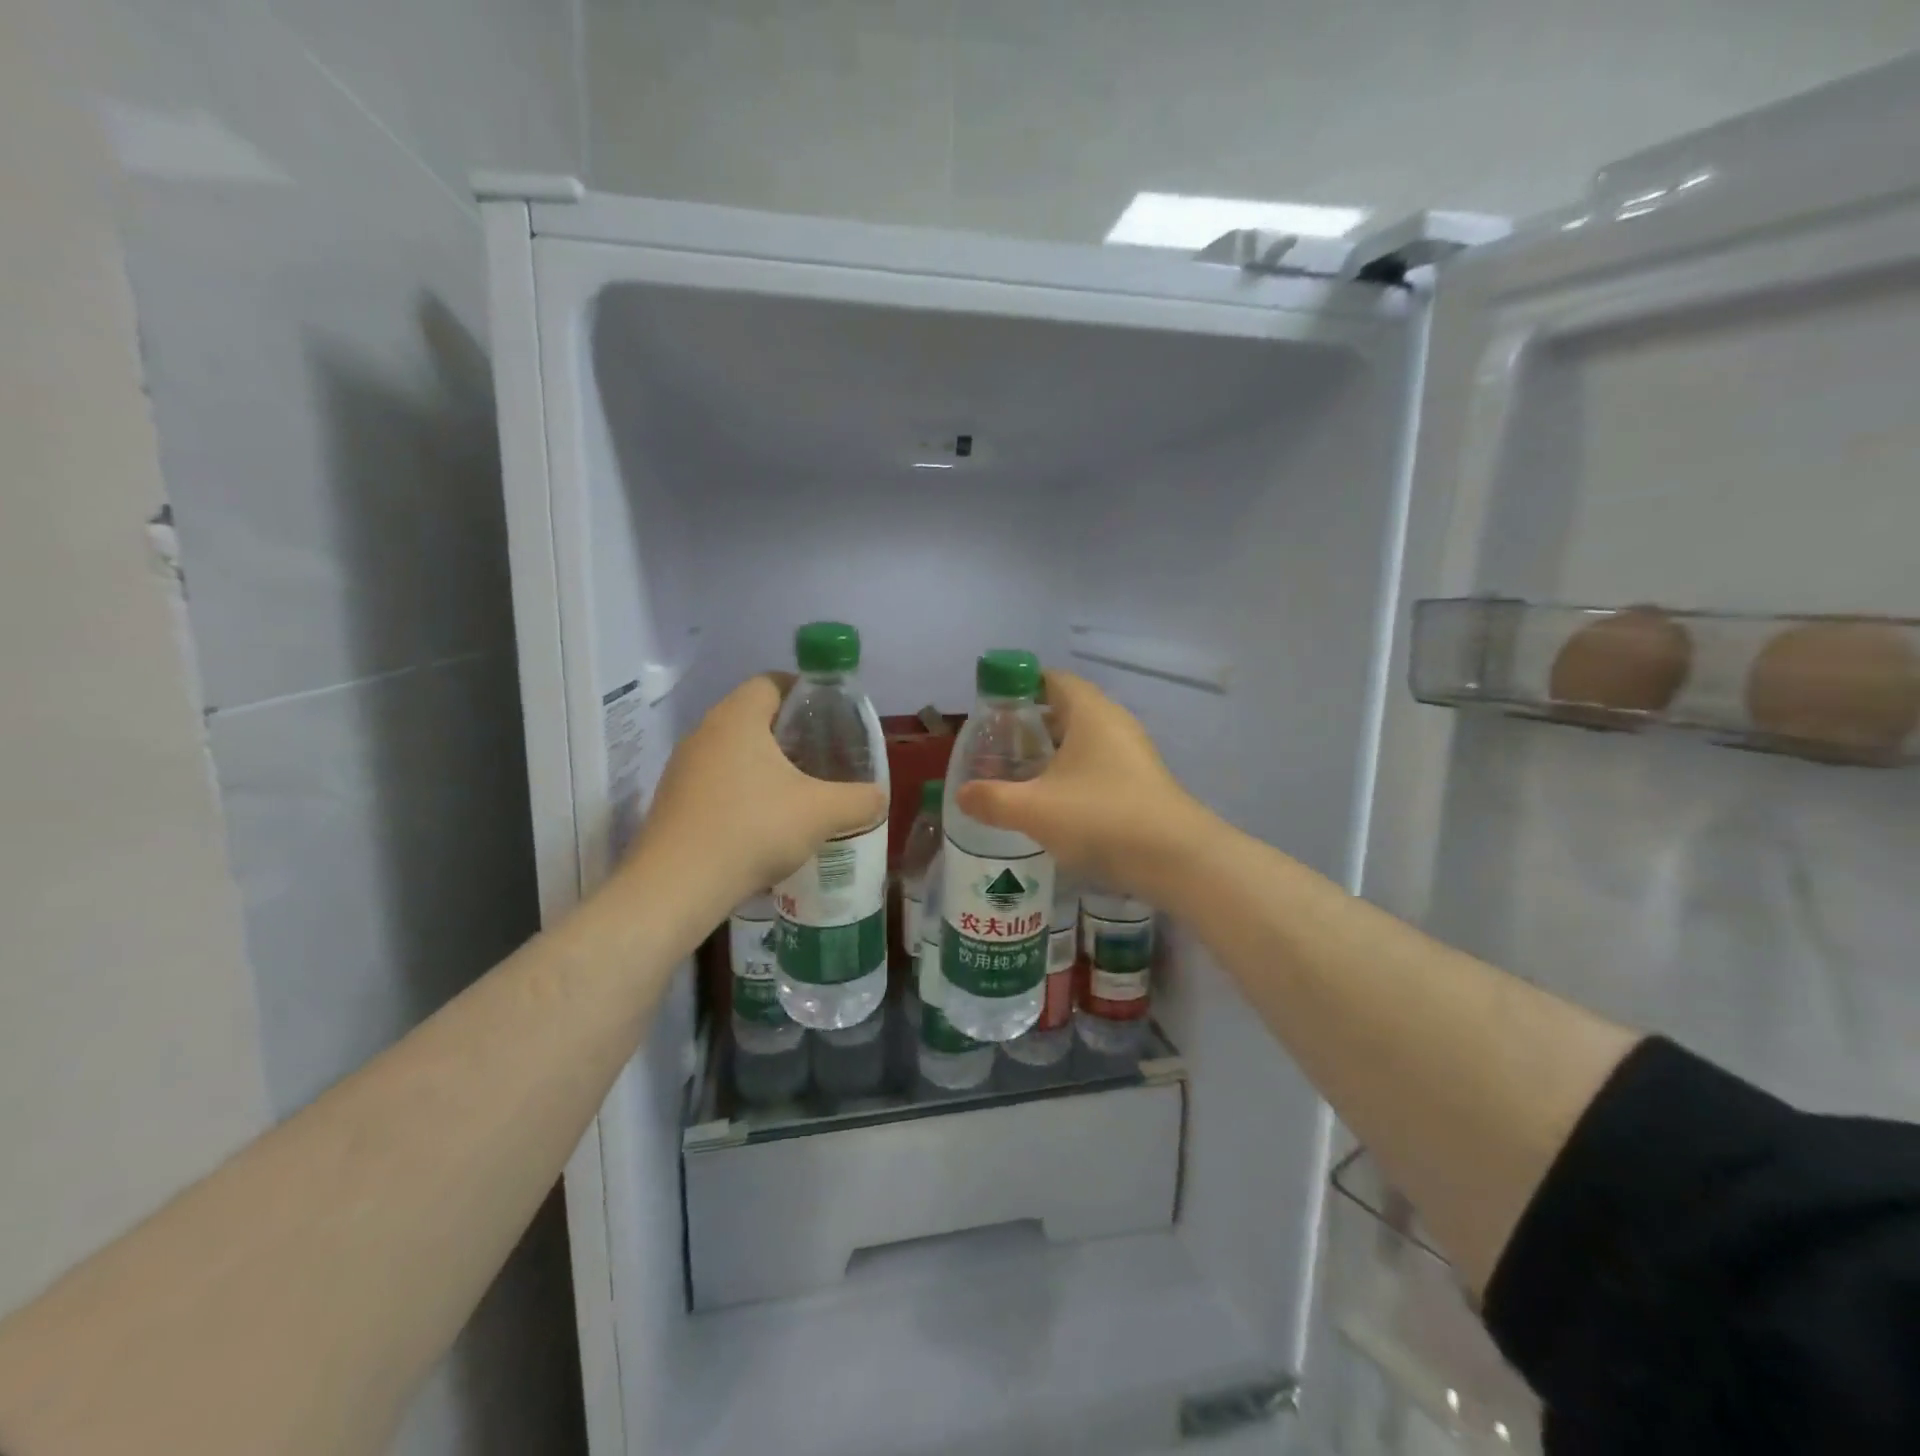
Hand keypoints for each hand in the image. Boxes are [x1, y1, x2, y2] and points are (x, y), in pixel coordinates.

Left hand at [625, 675, 886, 923]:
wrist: (676, 888)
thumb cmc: (752, 830)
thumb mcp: (821, 813)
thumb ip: (860, 800)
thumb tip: (879, 798)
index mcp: (737, 718)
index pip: (771, 681)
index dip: (804, 690)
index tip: (830, 714)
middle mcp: (704, 733)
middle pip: (752, 716)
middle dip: (789, 731)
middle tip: (823, 754)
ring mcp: (683, 768)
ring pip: (733, 751)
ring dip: (765, 764)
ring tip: (798, 791)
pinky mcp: (673, 801)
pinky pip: (716, 782)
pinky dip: (743, 791)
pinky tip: (764, 823)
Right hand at [955, 670, 1209, 898]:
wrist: (1176, 859)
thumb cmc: (1100, 817)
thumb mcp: (1033, 809)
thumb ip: (991, 799)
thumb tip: (962, 794)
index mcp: (1089, 711)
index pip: (1051, 679)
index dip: (1018, 687)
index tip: (990, 709)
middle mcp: (1113, 723)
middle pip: (1065, 709)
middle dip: (1029, 724)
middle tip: (996, 746)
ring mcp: (1132, 753)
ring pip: (1082, 740)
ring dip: (1050, 753)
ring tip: (1017, 775)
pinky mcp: (1140, 782)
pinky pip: (1097, 765)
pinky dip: (1071, 774)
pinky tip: (1052, 803)